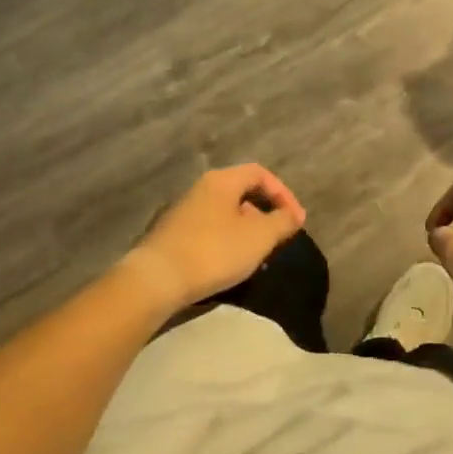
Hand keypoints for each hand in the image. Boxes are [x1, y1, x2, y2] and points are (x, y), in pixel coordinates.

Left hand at [130, 164, 305, 310]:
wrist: (156, 280)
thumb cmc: (214, 251)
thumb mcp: (258, 237)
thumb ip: (281, 222)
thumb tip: (294, 214)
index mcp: (222, 181)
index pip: (260, 173)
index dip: (283, 193)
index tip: (296, 220)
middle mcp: (200, 188)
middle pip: (241, 192)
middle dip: (264, 213)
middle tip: (277, 237)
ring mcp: (183, 211)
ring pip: (224, 213)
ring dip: (246, 230)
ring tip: (256, 255)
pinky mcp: (172, 234)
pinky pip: (208, 229)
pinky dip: (226, 240)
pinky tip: (228, 264)